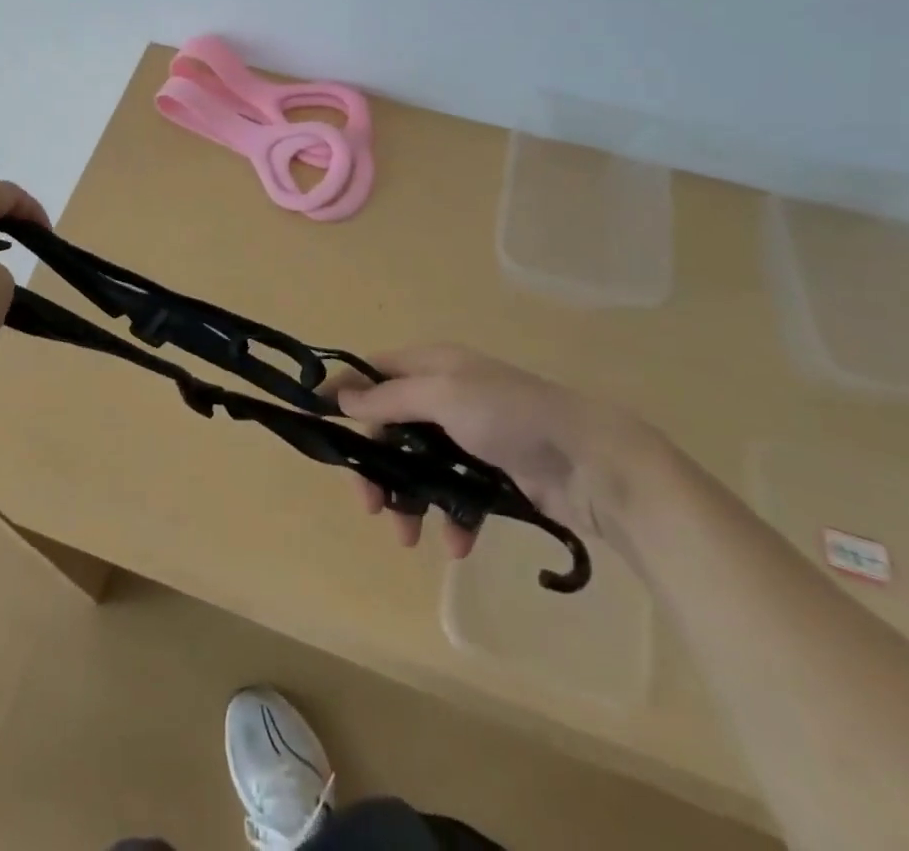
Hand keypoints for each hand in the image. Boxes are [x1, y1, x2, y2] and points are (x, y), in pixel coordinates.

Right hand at [337, 343, 657, 558]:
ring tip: (408, 536)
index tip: (316, 421)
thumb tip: (342, 395)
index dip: (344, 392)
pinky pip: (455, 494)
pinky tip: (456, 543)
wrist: (593, 463)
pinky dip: (450, 518)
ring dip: (408, 499)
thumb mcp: (443, 396)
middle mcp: (446, 395)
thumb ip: (390, 397)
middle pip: (390, 426)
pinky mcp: (492, 474)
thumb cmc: (511, 416)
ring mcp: (469, 436)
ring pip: (418, 465)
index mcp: (433, 365)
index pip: (374, 371)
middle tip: (368, 504)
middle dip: (376, 465)